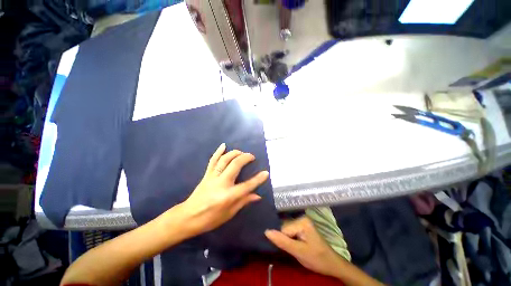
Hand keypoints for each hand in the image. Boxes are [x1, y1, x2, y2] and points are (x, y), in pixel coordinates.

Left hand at [179, 143, 268, 235]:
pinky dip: (218, 151)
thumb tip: (257, 195)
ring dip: (234, 153)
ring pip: (224, 160)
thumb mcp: (229, 214)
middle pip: (235, 165)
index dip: (258, 179)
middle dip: (245, 158)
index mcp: (228, 196)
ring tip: (242, 152)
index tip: (266, 173)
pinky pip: (212, 160)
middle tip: (252, 157)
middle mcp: (221, 183)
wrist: (188, 217)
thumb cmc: (210, 219)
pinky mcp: (206, 174)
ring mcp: (212, 177)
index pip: (247, 185)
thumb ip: (244, 201)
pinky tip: (223, 145)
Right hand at [265, 217, 344, 277]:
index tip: (292, 250)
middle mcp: (301, 218)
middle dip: (286, 240)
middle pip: (284, 228)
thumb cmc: (317, 258)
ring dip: (288, 240)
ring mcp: (302, 222)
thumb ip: (283, 242)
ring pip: (286, 230)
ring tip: (296, 248)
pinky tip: (296, 245)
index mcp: (302, 221)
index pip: (283, 229)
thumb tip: (266, 231)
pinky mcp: (302, 227)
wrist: (331, 264)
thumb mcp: (299, 252)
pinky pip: (290, 231)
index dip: (285, 241)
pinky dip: (290, 239)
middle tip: (295, 250)